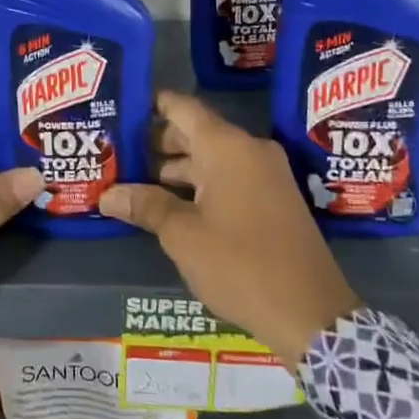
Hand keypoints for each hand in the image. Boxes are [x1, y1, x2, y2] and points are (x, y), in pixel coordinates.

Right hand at [100, 91, 359, 365]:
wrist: (311, 314)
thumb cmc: (240, 264)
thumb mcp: (182, 235)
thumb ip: (145, 206)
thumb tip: (108, 194)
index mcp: (226, 147)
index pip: (182, 107)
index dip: (150, 104)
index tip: (120, 108)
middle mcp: (248, 150)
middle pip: (195, 132)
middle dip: (155, 143)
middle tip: (117, 153)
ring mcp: (265, 175)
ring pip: (211, 158)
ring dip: (175, 169)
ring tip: (134, 182)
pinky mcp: (273, 200)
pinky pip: (228, 177)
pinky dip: (199, 184)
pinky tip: (170, 204)